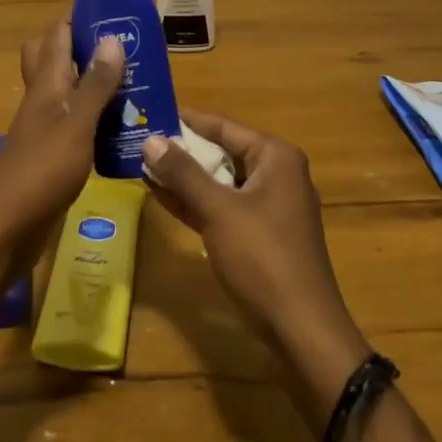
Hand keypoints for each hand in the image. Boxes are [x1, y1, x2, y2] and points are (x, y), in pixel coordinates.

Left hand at [0, 21, 123, 262]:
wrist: (3, 229)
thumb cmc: (41, 171)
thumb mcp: (76, 125)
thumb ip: (95, 85)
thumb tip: (111, 37)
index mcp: (46, 84)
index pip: (57, 34)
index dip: (81, 18)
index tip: (117, 13)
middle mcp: (42, 99)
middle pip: (55, 59)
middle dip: (86, 49)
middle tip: (125, 52)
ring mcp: (45, 128)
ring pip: (68, 92)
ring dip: (95, 85)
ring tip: (136, 86)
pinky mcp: (52, 155)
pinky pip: (76, 124)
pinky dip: (96, 120)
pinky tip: (123, 129)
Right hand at [142, 109, 369, 386]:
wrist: (302, 330)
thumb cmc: (263, 258)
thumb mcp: (218, 210)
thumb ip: (183, 173)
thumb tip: (150, 140)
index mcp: (275, 157)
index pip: (223, 126)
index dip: (186, 119)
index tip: (150, 111)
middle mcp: (277, 174)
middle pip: (222, 151)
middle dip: (182, 149)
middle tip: (139, 139)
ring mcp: (269, 207)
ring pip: (220, 181)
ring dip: (184, 177)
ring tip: (142, 164)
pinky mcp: (260, 235)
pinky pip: (222, 207)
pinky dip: (195, 201)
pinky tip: (160, 196)